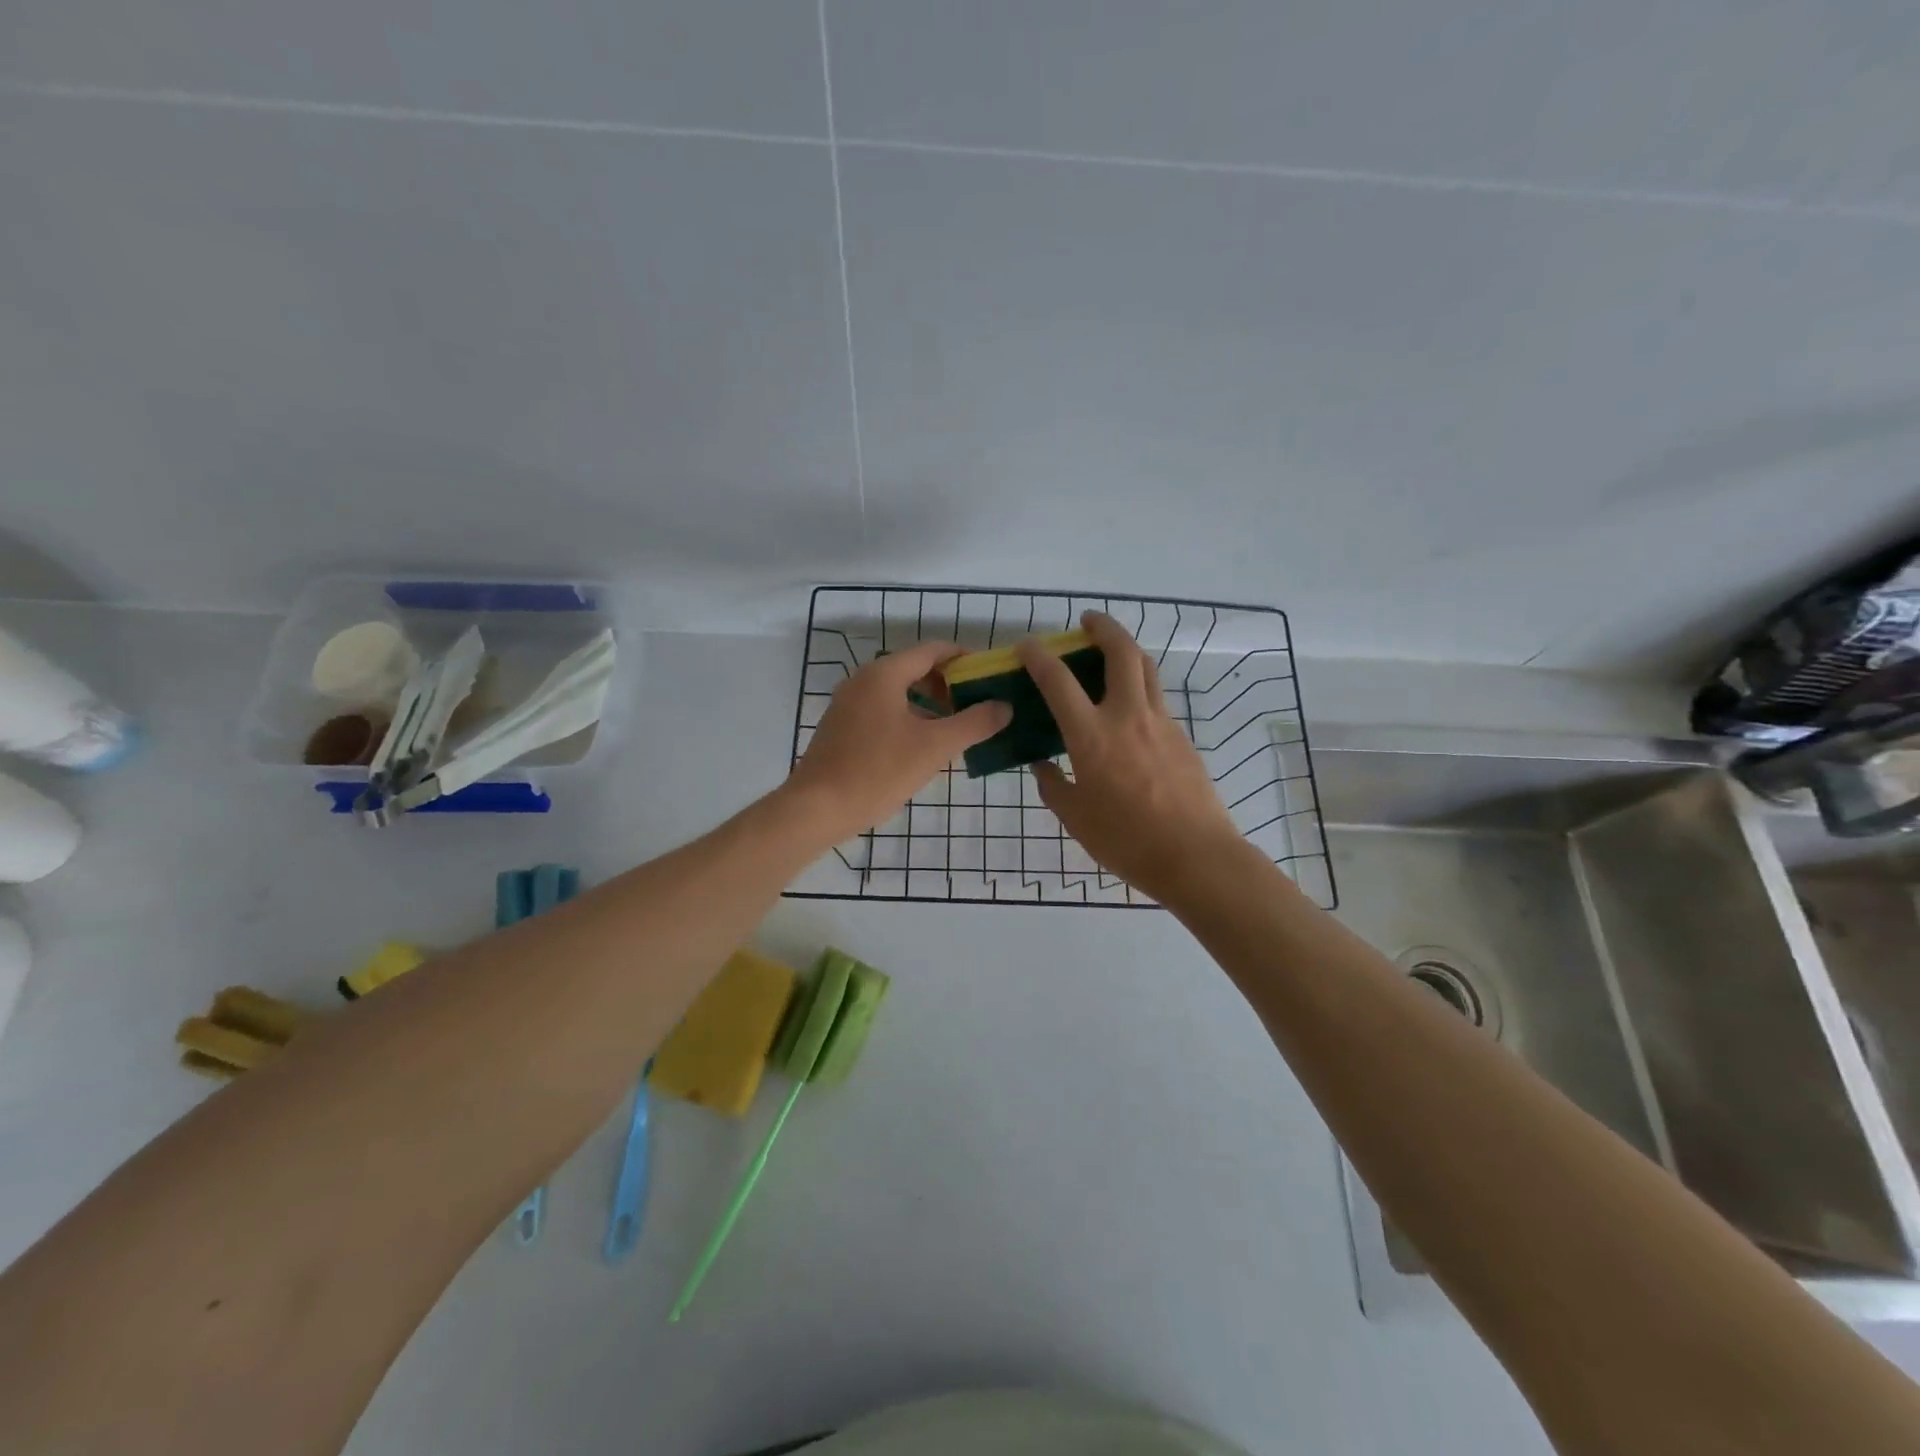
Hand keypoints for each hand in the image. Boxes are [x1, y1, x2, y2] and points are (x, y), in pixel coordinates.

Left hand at [786, 640, 1011, 843]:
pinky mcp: (841, 727)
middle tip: (976, 708)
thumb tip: (1004, 706)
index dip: (965, 659)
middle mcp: (863, 680)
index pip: (933, 650)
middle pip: (915, 669)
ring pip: (898, 693)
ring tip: (954, 730)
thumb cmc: (878, 771)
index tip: (990, 677)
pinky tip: (921, 748)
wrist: (816, 808)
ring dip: (929, 705)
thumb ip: (974, 723)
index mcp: (884, 674)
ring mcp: (848, 704)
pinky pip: (882, 711)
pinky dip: (907, 718)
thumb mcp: (934, 747)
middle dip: (948, 686)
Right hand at [1020, 611, 1246, 903]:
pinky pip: (1157, 698)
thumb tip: (1042, 765)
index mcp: (1092, 736)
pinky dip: (1139, 686)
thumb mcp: (1076, 817)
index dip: (1039, 657)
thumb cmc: (1126, 840)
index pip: (1058, 681)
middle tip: (1087, 621)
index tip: (1027, 645)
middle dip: (1103, 627)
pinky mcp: (1182, 736)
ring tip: (1111, 650)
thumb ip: (1054, 786)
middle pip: (1120, 652)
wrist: (1196, 856)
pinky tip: (1130, 708)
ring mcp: (1161, 723)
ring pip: (1146, 668)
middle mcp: (1128, 716)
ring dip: (1126, 649)